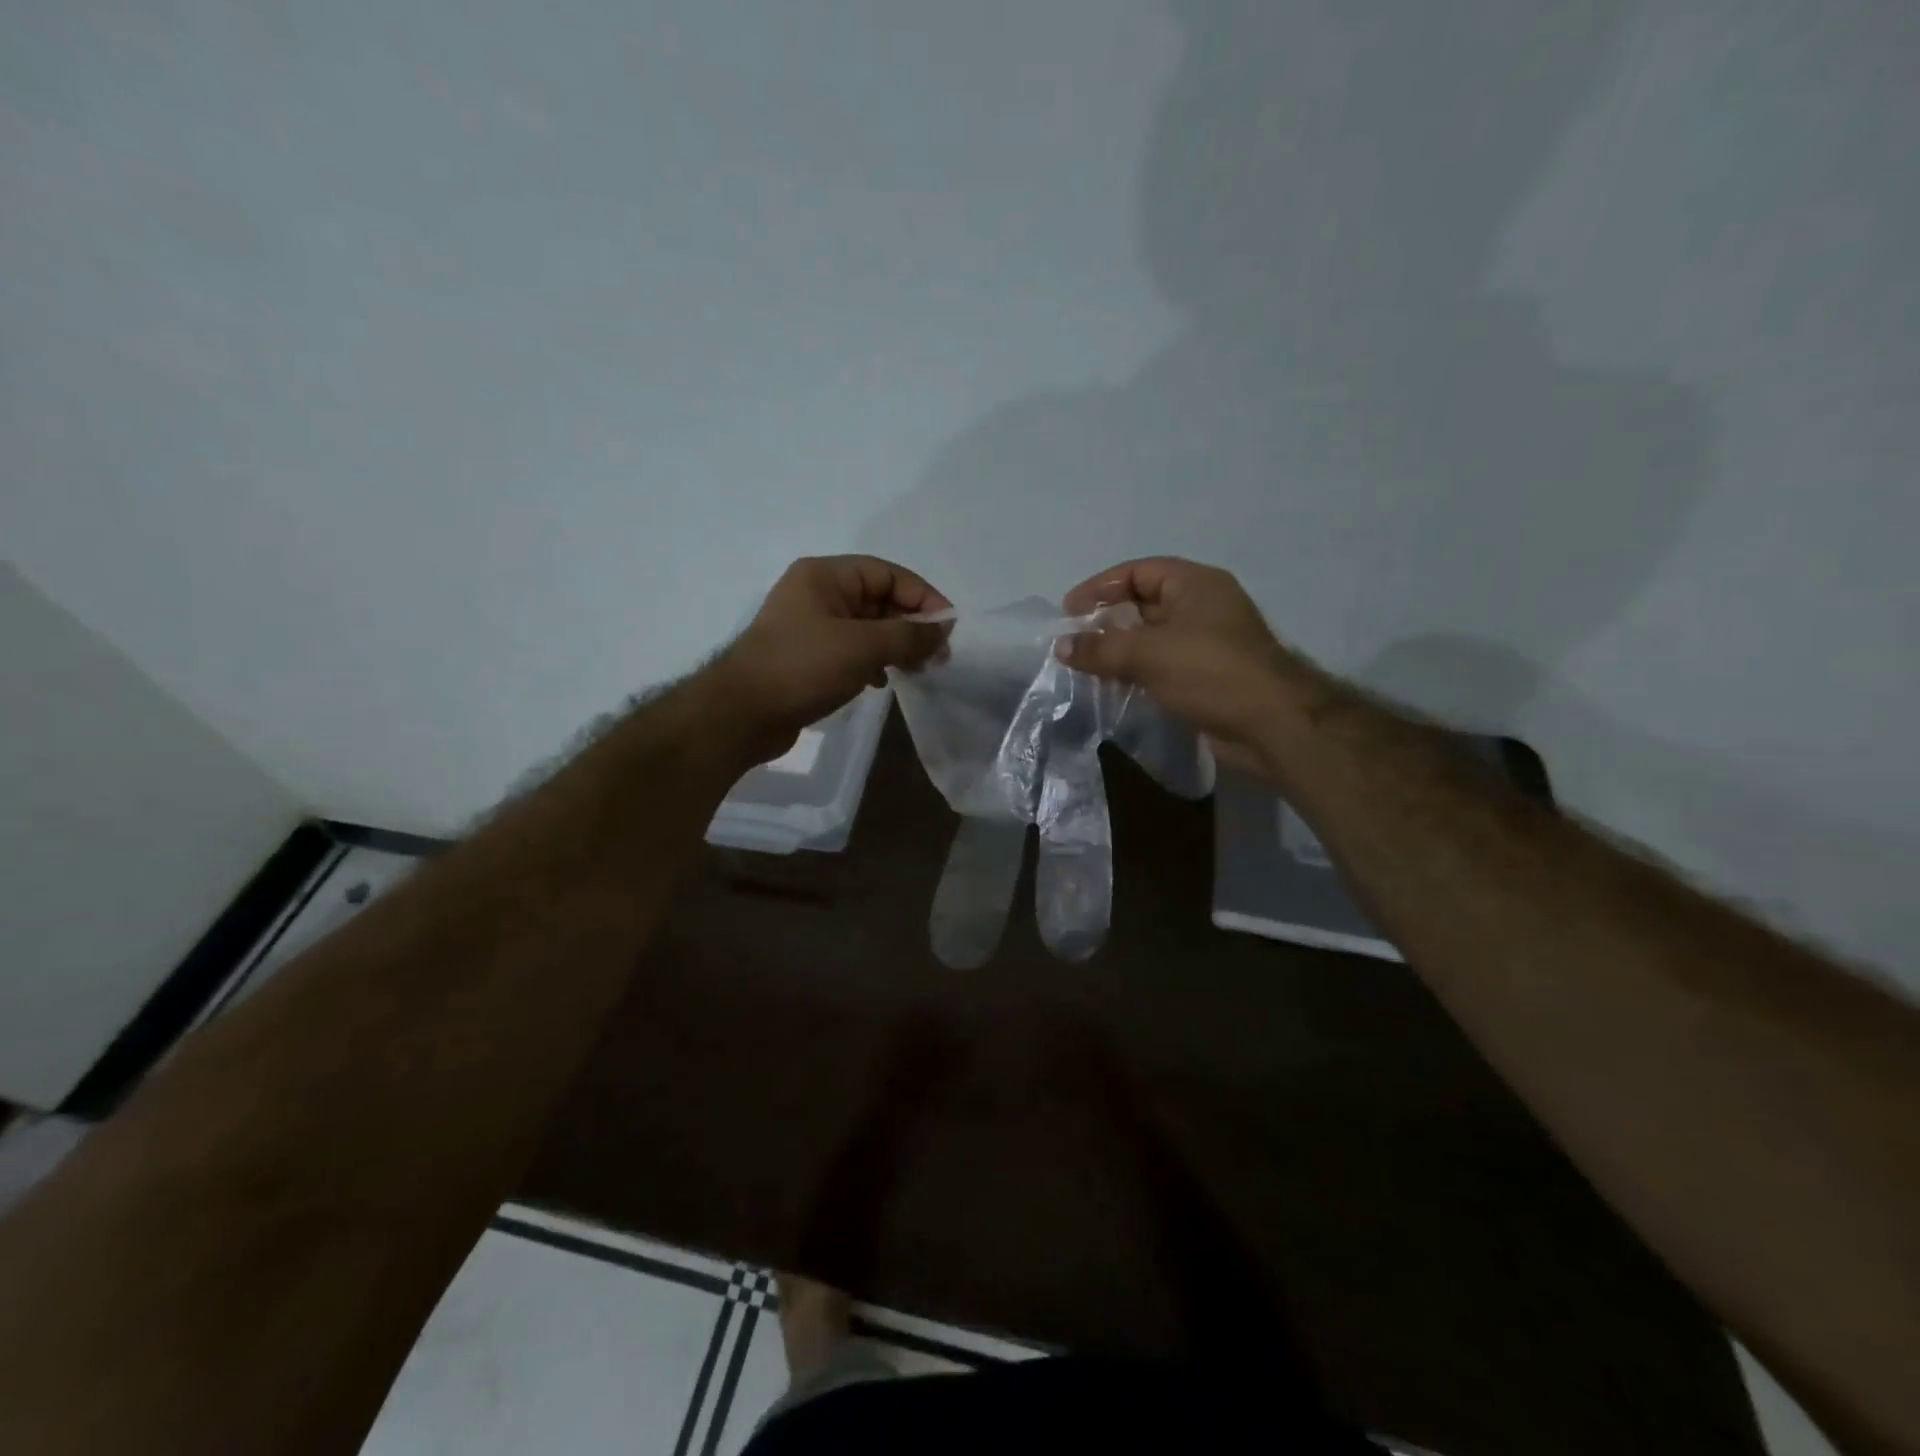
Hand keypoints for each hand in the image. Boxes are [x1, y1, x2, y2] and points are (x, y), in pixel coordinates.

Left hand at [708, 555, 950, 760]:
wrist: (741, 714)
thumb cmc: (802, 668)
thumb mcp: (862, 646)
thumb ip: (908, 635)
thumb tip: (944, 629)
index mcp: (825, 575)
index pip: (888, 574)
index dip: (923, 597)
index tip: (949, 628)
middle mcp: (818, 594)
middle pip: (879, 599)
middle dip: (911, 625)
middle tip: (938, 655)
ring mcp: (811, 627)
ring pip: (867, 628)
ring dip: (895, 645)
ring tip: (918, 670)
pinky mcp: (808, 657)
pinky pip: (852, 651)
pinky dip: (873, 662)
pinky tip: (882, 682)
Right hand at [1058, 557, 1330, 776]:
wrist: (1271, 724)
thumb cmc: (1209, 672)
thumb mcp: (1148, 654)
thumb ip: (1100, 649)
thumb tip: (1060, 646)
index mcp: (1195, 583)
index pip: (1137, 572)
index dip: (1099, 587)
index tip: (1068, 613)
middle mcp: (1202, 606)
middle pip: (1143, 603)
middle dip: (1107, 620)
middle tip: (1074, 642)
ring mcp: (1207, 641)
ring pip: (1152, 637)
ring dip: (1120, 650)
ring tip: (1086, 666)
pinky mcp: (1207, 674)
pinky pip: (1162, 663)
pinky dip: (1137, 670)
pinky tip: (1114, 686)